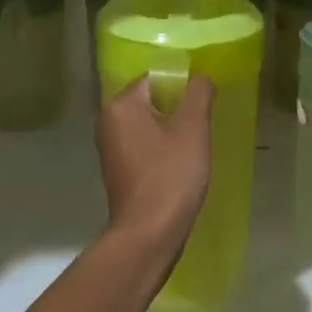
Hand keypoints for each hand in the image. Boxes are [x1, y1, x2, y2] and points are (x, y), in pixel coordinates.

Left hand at [97, 77, 214, 271]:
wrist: (148, 234)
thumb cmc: (171, 176)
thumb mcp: (193, 128)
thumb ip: (198, 93)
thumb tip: (200, 77)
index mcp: (121, 105)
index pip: (155, 78)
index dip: (183, 86)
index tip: (204, 104)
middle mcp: (108, 120)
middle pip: (151, 99)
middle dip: (178, 109)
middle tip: (202, 125)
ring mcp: (109, 147)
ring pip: (148, 124)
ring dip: (171, 130)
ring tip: (194, 145)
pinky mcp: (117, 168)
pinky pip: (143, 145)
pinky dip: (161, 148)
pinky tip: (179, 164)